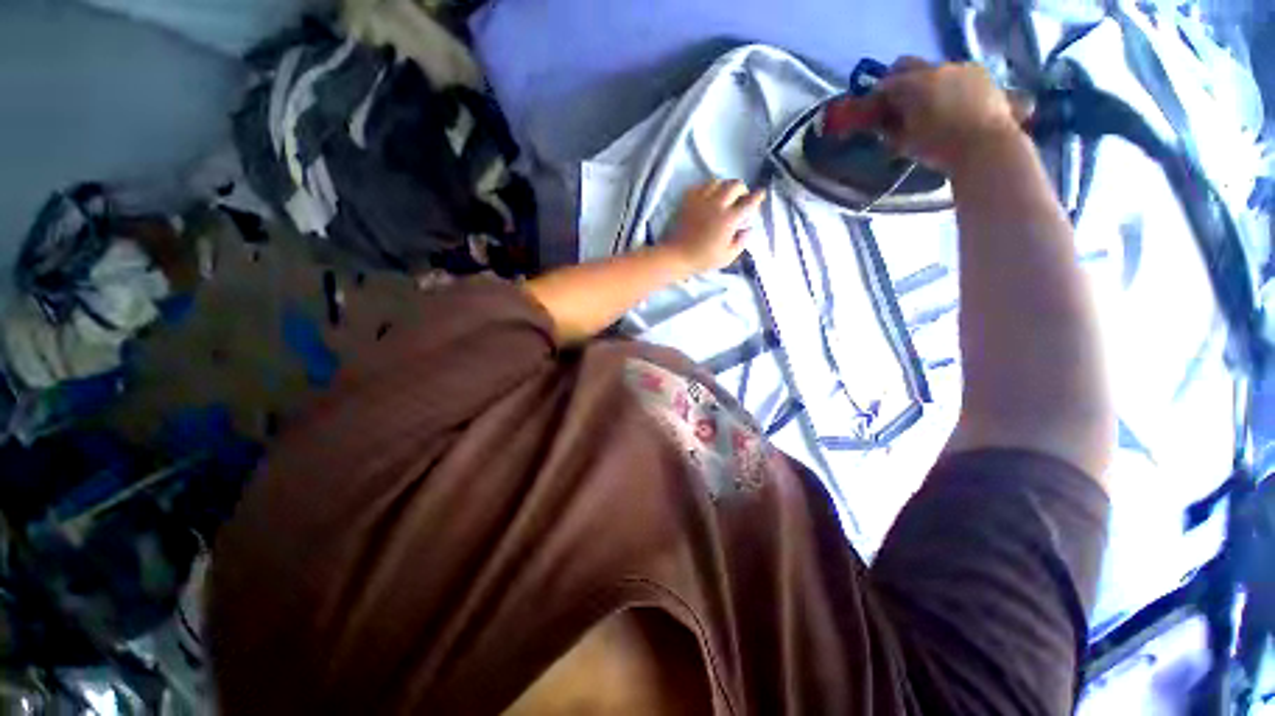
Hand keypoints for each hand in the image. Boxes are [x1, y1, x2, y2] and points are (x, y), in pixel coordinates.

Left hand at [663, 179, 765, 273]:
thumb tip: (748, 229)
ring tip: (724, 196)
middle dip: (742, 189)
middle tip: (741, 198)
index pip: (748, 202)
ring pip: (718, 181)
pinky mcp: (688, 200)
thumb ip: (741, 242)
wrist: (677, 255)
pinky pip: (700, 185)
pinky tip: (708, 196)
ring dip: (725, 186)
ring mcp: (701, 200)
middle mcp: (717, 205)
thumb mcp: (727, 257)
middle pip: (735, 185)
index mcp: (729, 219)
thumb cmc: (702, 259)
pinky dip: (708, 188)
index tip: (761, 194)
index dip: (757, 197)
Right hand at [825, 59, 1025, 172]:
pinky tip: (949, 102)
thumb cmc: (940, 147)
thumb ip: (890, 128)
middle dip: (898, 80)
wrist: (986, 146)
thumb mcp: (905, 142)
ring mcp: (960, 67)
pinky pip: (954, 73)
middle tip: (896, 100)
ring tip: (927, 104)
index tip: (874, 109)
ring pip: (932, 69)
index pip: (885, 84)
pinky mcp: (979, 72)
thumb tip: (881, 122)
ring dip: (925, 83)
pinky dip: (946, 84)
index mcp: (913, 84)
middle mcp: (935, 68)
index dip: (877, 96)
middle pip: (907, 65)